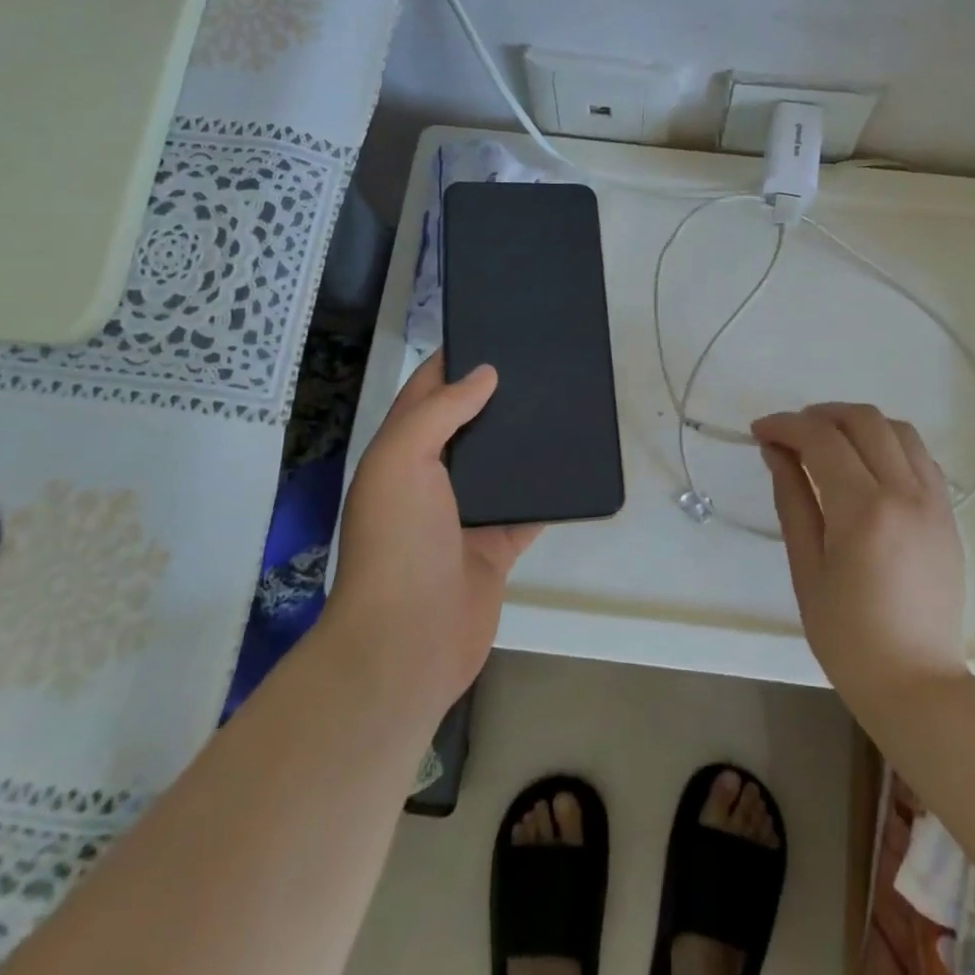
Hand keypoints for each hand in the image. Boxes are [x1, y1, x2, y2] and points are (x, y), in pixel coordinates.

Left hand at [330, 351, 541, 717]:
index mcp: (401, 453)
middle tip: (542, 363)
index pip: (427, 392)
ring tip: (565, 402)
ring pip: (502, 464)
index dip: (455, 361)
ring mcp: (466, 513)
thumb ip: (439, 411)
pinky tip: (576, 462)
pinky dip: (549, 488)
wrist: (407, 643)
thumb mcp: (402, 461)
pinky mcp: (497, 544)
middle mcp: (432, 478)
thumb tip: (486, 374)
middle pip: (469, 424)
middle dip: (498, 395)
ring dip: (526, 439)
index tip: (493, 330)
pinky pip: (529, 507)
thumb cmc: (397, 542)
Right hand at [752, 403, 967, 715]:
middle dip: (820, 414)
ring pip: (898, 429)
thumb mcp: (806, 568)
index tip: (760, 431)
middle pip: (863, 419)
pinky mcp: (948, 514)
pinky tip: (866, 465)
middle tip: (791, 434)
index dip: (785, 425)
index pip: (821, 438)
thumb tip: (776, 451)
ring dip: (857, 423)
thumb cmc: (848, 637)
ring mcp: (934, 501)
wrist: (917, 684)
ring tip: (828, 443)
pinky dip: (888, 444)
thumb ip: (792, 500)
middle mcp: (905, 493)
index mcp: (863, 510)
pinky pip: (920, 456)